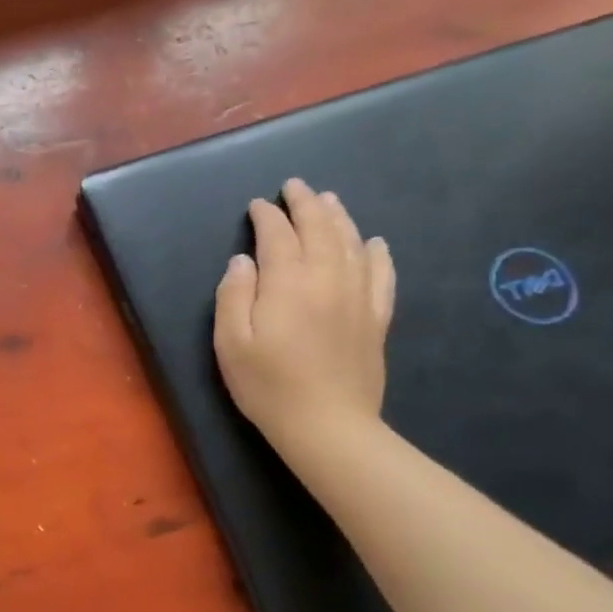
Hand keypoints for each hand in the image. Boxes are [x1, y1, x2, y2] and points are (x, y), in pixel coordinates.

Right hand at [213, 178, 395, 451]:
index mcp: (288, 284)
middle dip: (306, 205)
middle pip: (320, 230)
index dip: (267, 217)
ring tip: (329, 201)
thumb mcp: (230, 342)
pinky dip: (378, 253)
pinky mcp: (376, 319)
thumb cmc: (267, 384)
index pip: (278, 237)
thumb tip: (243, 260)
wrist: (327, 425)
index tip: (257, 205)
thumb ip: (233, 295)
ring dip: (339, 218)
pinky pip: (382, 275)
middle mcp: (327, 280)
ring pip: (352, 245)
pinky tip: (375, 242)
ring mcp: (357, 298)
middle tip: (295, 186)